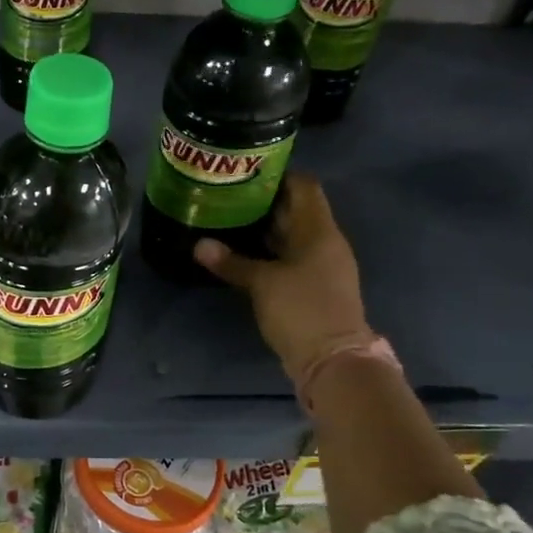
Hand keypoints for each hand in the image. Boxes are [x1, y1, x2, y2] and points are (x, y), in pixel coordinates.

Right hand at [194, 175, 373, 376]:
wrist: (333, 360)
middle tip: (227, 195)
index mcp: (319, 231)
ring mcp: (321, 266)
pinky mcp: (312, 287)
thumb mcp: (262, 284)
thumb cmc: (302, 309)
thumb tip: (199, 245)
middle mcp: (324, 243)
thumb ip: (231, 262)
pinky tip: (241, 253)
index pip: (304, 187)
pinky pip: (289, 258)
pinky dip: (268, 252)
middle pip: (296, 211)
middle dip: (264, 202)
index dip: (278, 175)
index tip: (246, 172)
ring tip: (228, 219)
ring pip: (291, 236)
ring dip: (264, 229)